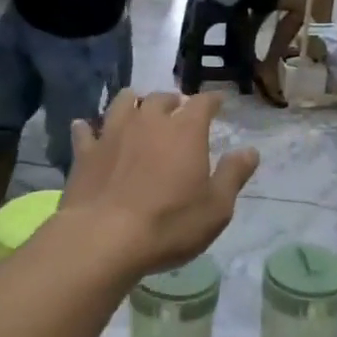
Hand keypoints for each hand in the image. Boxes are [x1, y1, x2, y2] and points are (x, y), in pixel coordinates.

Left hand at [59, 91, 257, 280]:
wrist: (104, 238)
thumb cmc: (169, 224)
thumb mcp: (216, 207)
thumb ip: (233, 175)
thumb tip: (250, 151)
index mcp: (185, 131)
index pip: (202, 103)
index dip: (211, 100)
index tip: (218, 102)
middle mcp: (149, 121)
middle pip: (161, 98)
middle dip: (173, 100)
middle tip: (178, 109)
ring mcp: (113, 133)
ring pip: (123, 102)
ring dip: (133, 102)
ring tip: (137, 107)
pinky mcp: (86, 152)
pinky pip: (85, 130)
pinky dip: (89, 128)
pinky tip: (87, 129)